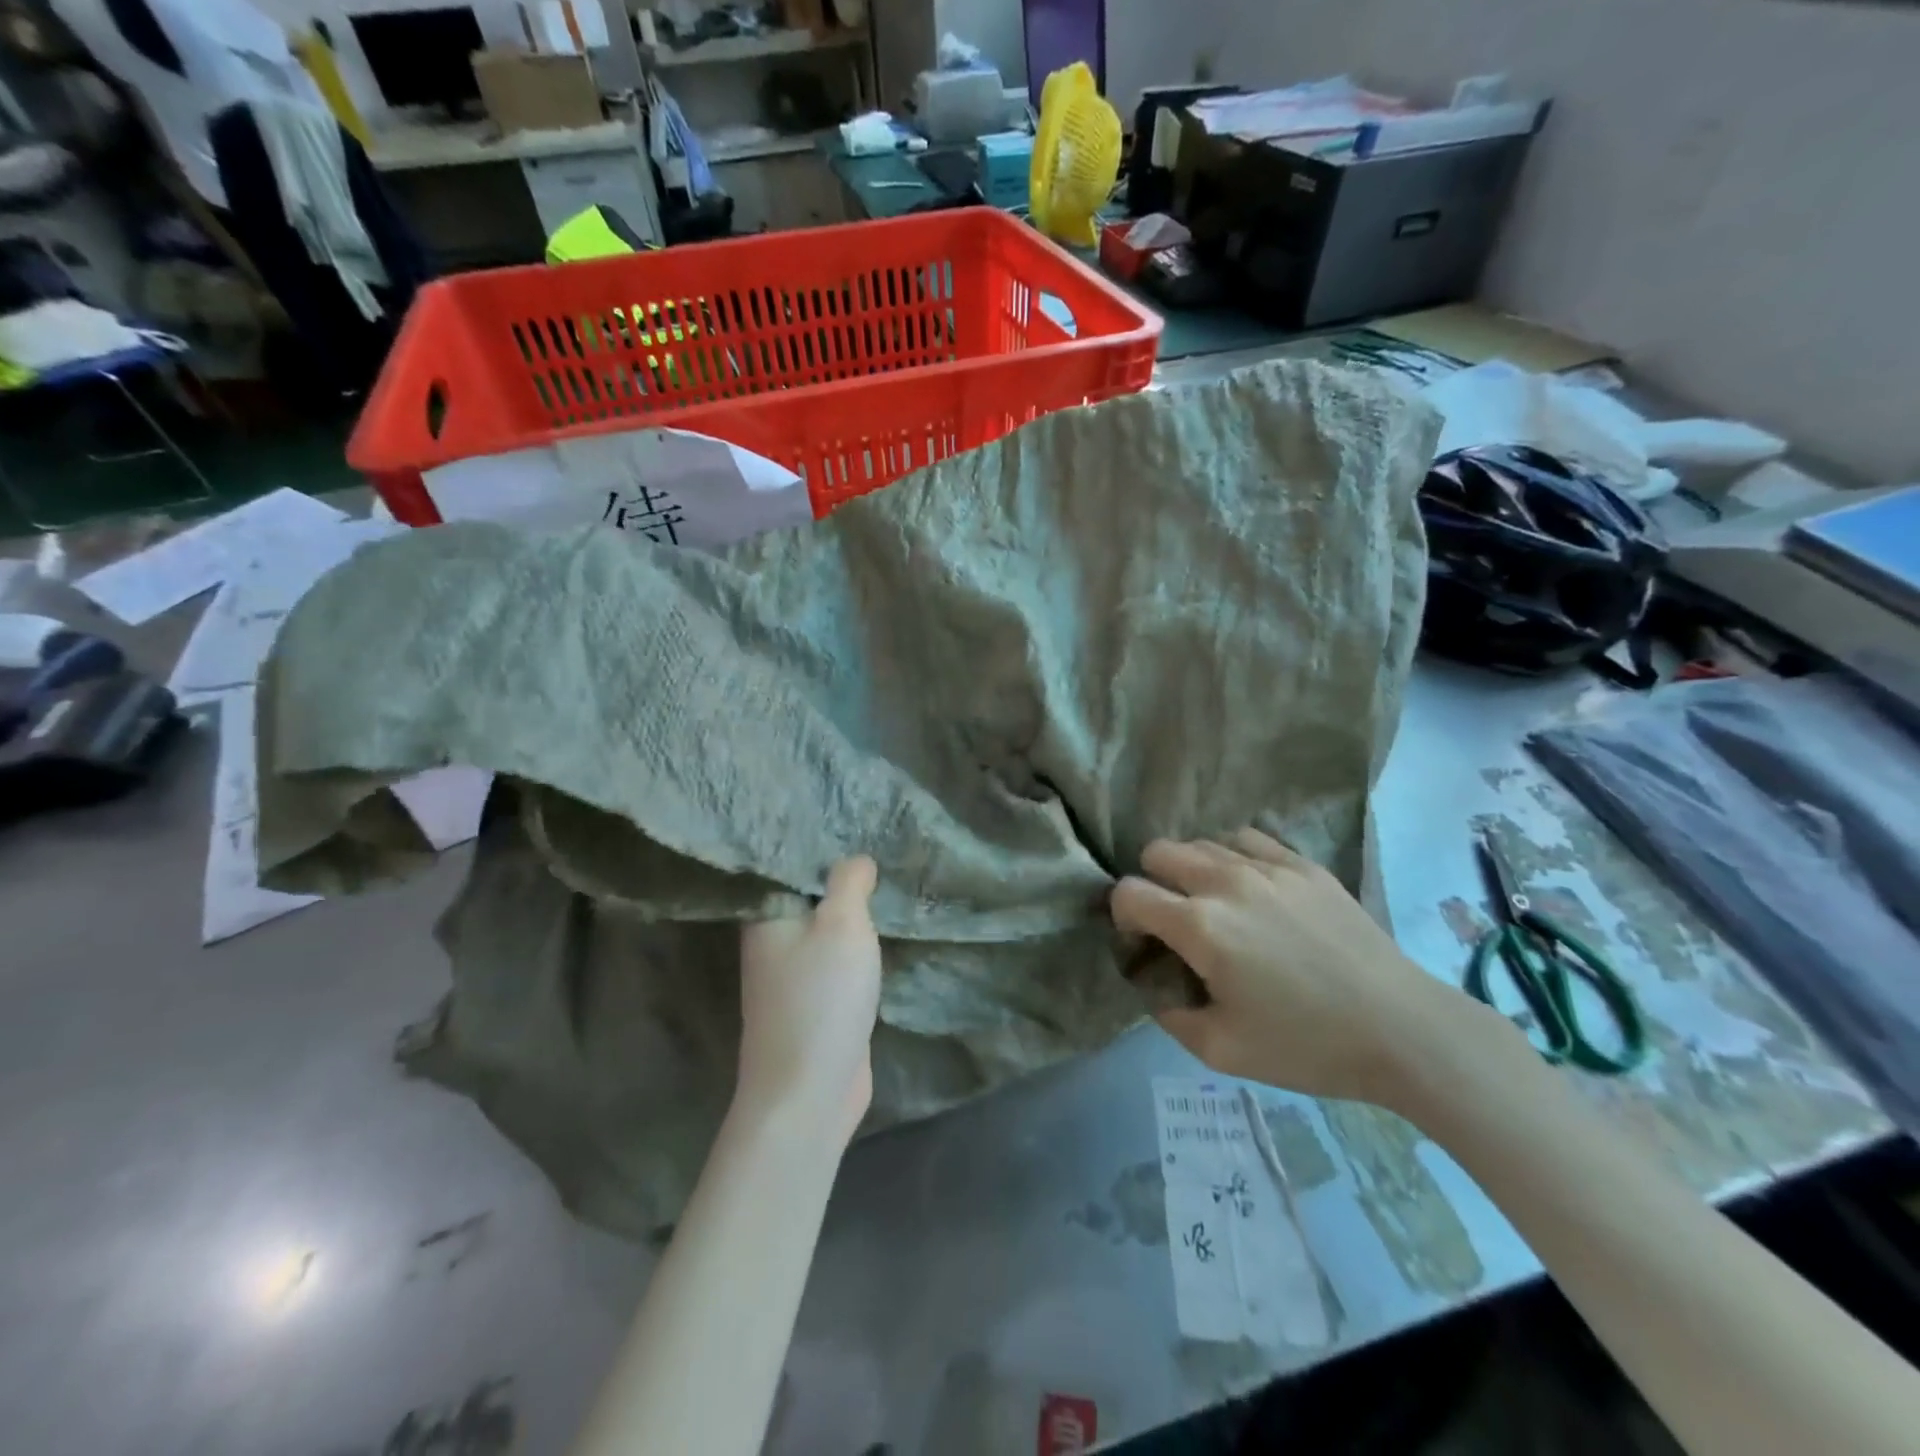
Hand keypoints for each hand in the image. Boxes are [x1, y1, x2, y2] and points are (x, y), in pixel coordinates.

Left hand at [736, 857, 882, 1147]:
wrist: (809, 1092)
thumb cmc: (821, 997)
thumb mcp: (841, 924)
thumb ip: (849, 883)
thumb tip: (856, 859)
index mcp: (767, 917)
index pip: (789, 866)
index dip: (820, 845)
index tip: (854, 823)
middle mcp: (773, 943)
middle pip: (810, 898)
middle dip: (842, 879)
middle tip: (882, 845)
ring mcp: (793, 978)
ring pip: (826, 931)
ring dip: (853, 914)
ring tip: (887, 880)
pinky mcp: (816, 1005)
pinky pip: (838, 962)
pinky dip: (858, 947)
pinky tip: (883, 931)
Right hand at [1112, 830, 1485, 1105]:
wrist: (1403, 1030)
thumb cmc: (1308, 1045)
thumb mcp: (1221, 1051)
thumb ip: (1169, 1014)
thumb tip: (1155, 985)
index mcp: (1199, 926)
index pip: (1129, 892)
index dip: (1122, 916)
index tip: (1142, 943)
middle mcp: (1225, 881)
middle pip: (1158, 851)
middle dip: (1151, 883)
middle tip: (1175, 922)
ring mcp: (1268, 866)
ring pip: (1201, 841)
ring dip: (1191, 870)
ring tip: (1215, 905)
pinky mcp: (1303, 864)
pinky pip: (1247, 839)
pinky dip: (1232, 857)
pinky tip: (1250, 888)